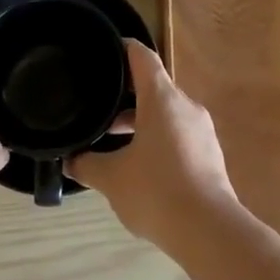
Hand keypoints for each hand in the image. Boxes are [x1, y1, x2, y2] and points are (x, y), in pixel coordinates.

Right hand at [68, 42, 243, 251]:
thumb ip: (86, 164)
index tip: (100, 51)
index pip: (141, 56)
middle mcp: (185, 105)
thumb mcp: (111, 178)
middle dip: (124, 93)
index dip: (120, 48)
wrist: (209, 231)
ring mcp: (201, 129)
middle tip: (95, 102)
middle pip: (153, 85)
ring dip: (140, 119)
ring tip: (111, 138)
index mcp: (162, 98)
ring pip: (165, 112)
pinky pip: (178, 133)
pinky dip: (157, 137)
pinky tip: (139, 162)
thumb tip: (69, 159)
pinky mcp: (209, 153)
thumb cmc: (156, 192)